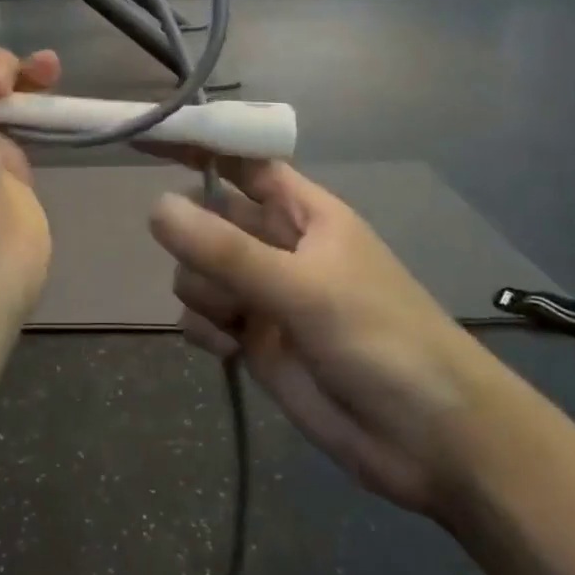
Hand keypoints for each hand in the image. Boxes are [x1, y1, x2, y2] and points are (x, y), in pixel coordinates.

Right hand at [148, 158, 505, 518]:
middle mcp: (278, 245)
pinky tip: (225, 347)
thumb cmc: (381, 340)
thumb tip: (155, 207)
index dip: (197, 144)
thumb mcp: (304, 289)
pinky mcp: (255, 339)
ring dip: (201, 289)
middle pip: (207, 218)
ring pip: (198, 269)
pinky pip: (203, 314)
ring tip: (233, 320)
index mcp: (302, 211)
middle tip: (213, 270)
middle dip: (195, 239)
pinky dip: (204, 326)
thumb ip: (227, 252)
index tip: (144, 135)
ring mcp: (264, 293)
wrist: (430, 440)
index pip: (239, 162)